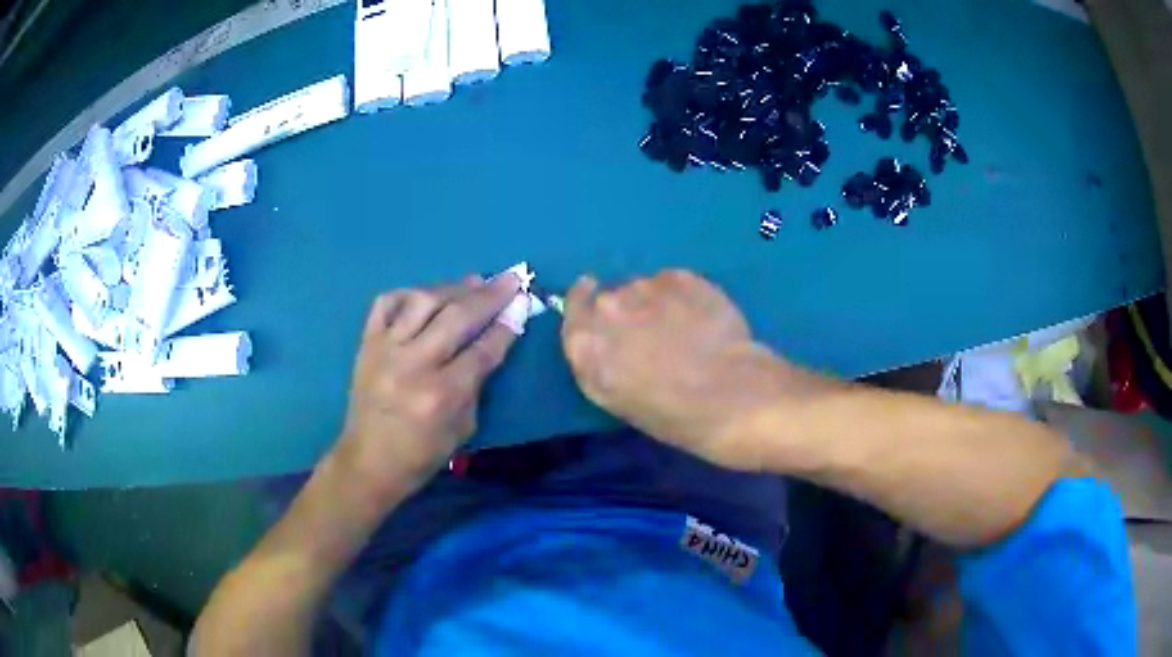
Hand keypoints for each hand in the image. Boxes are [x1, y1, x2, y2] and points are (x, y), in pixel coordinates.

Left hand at [336, 274, 521, 508]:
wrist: (368, 461)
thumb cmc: (421, 454)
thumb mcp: (463, 428)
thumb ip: (476, 383)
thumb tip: (491, 341)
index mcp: (441, 394)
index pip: (482, 350)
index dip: (506, 326)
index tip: (522, 304)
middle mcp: (413, 365)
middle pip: (457, 317)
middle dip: (489, 296)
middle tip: (510, 278)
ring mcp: (385, 350)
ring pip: (422, 302)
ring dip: (453, 288)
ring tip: (473, 281)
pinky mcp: (366, 343)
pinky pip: (386, 304)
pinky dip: (408, 293)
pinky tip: (426, 294)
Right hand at [562, 270, 822, 470]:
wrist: (732, 396)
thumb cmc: (673, 415)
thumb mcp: (616, 399)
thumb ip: (597, 361)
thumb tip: (601, 337)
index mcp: (586, 344)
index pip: (573, 308)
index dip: (584, 303)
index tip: (595, 302)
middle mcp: (608, 307)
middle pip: (608, 297)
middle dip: (624, 310)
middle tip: (652, 334)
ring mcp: (646, 287)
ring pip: (642, 288)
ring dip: (654, 303)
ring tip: (684, 330)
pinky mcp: (680, 276)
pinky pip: (671, 283)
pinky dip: (682, 296)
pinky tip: (702, 320)